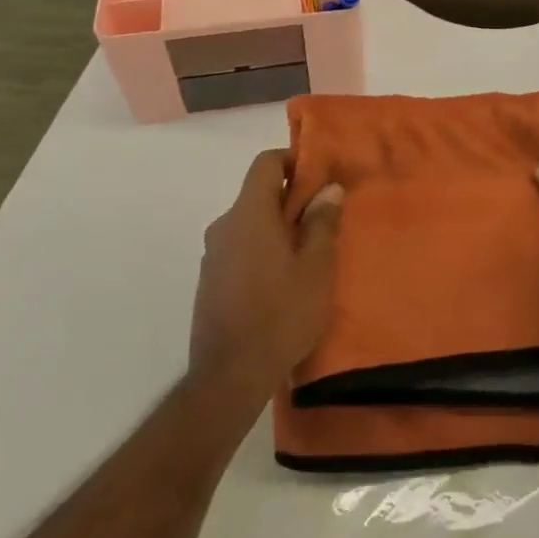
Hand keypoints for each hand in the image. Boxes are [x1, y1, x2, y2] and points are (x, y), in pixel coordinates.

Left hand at [190, 150, 343, 401]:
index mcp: (248, 214)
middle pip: (258, 195)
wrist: (230, 376)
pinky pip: (240, 250)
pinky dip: (262, 252)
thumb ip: (323, 222)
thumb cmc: (281, 314)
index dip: (293, 161)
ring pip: (250, 225)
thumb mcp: (317, 267)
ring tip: (308, 257)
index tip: (319, 179)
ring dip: (278, 230)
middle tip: (324, 223)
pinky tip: (283, 283)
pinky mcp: (210, 282)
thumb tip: (328, 189)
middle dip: (291, 201)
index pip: (265, 163)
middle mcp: (224, 226)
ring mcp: (212, 256)